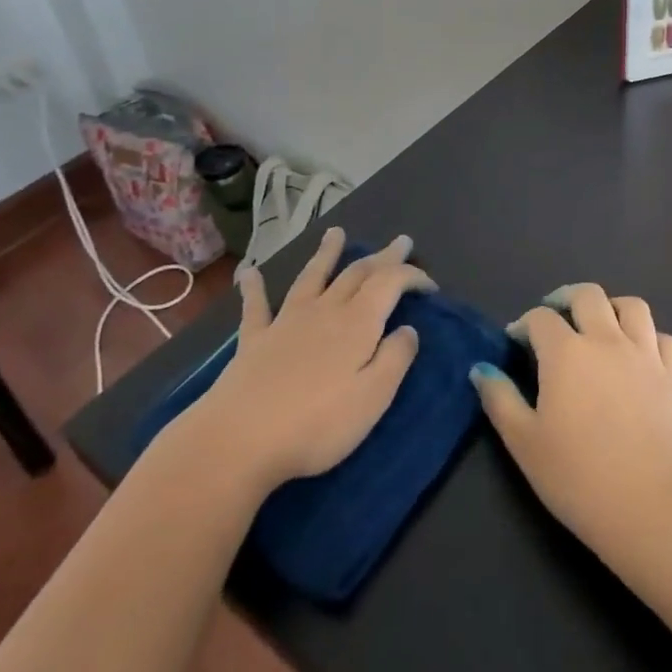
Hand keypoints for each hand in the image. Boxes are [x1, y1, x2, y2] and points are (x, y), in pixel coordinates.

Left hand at [185, 229, 430, 492]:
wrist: (240, 439)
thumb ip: (395, 359)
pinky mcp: (255, 339)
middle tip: (400, 242)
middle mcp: (324, 311)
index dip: (412, 276)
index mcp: (358, 323)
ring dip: (326, 253)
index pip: (391, 283)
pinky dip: (255, 287)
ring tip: (335, 232)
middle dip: (382, 257)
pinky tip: (249, 273)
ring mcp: (286, 321)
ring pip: (312, 277)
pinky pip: (257, 306)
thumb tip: (409, 329)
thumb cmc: (317, 424)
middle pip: (357, 273)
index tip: (431, 285)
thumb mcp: (373, 398)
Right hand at [471, 283, 671, 566]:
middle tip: (554, 317)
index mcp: (566, 352)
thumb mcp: (524, 444)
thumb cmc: (579, 478)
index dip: (523, 325)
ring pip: (632, 307)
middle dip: (565, 299)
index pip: (540, 318)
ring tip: (600, 325)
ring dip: (611, 308)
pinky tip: (641, 355)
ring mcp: (647, 356)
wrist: (653, 508)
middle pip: (588, 295)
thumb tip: (481, 369)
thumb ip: (500, 400)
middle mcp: (607, 340)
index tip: (515, 344)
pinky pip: (665, 339)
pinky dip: (650, 338)